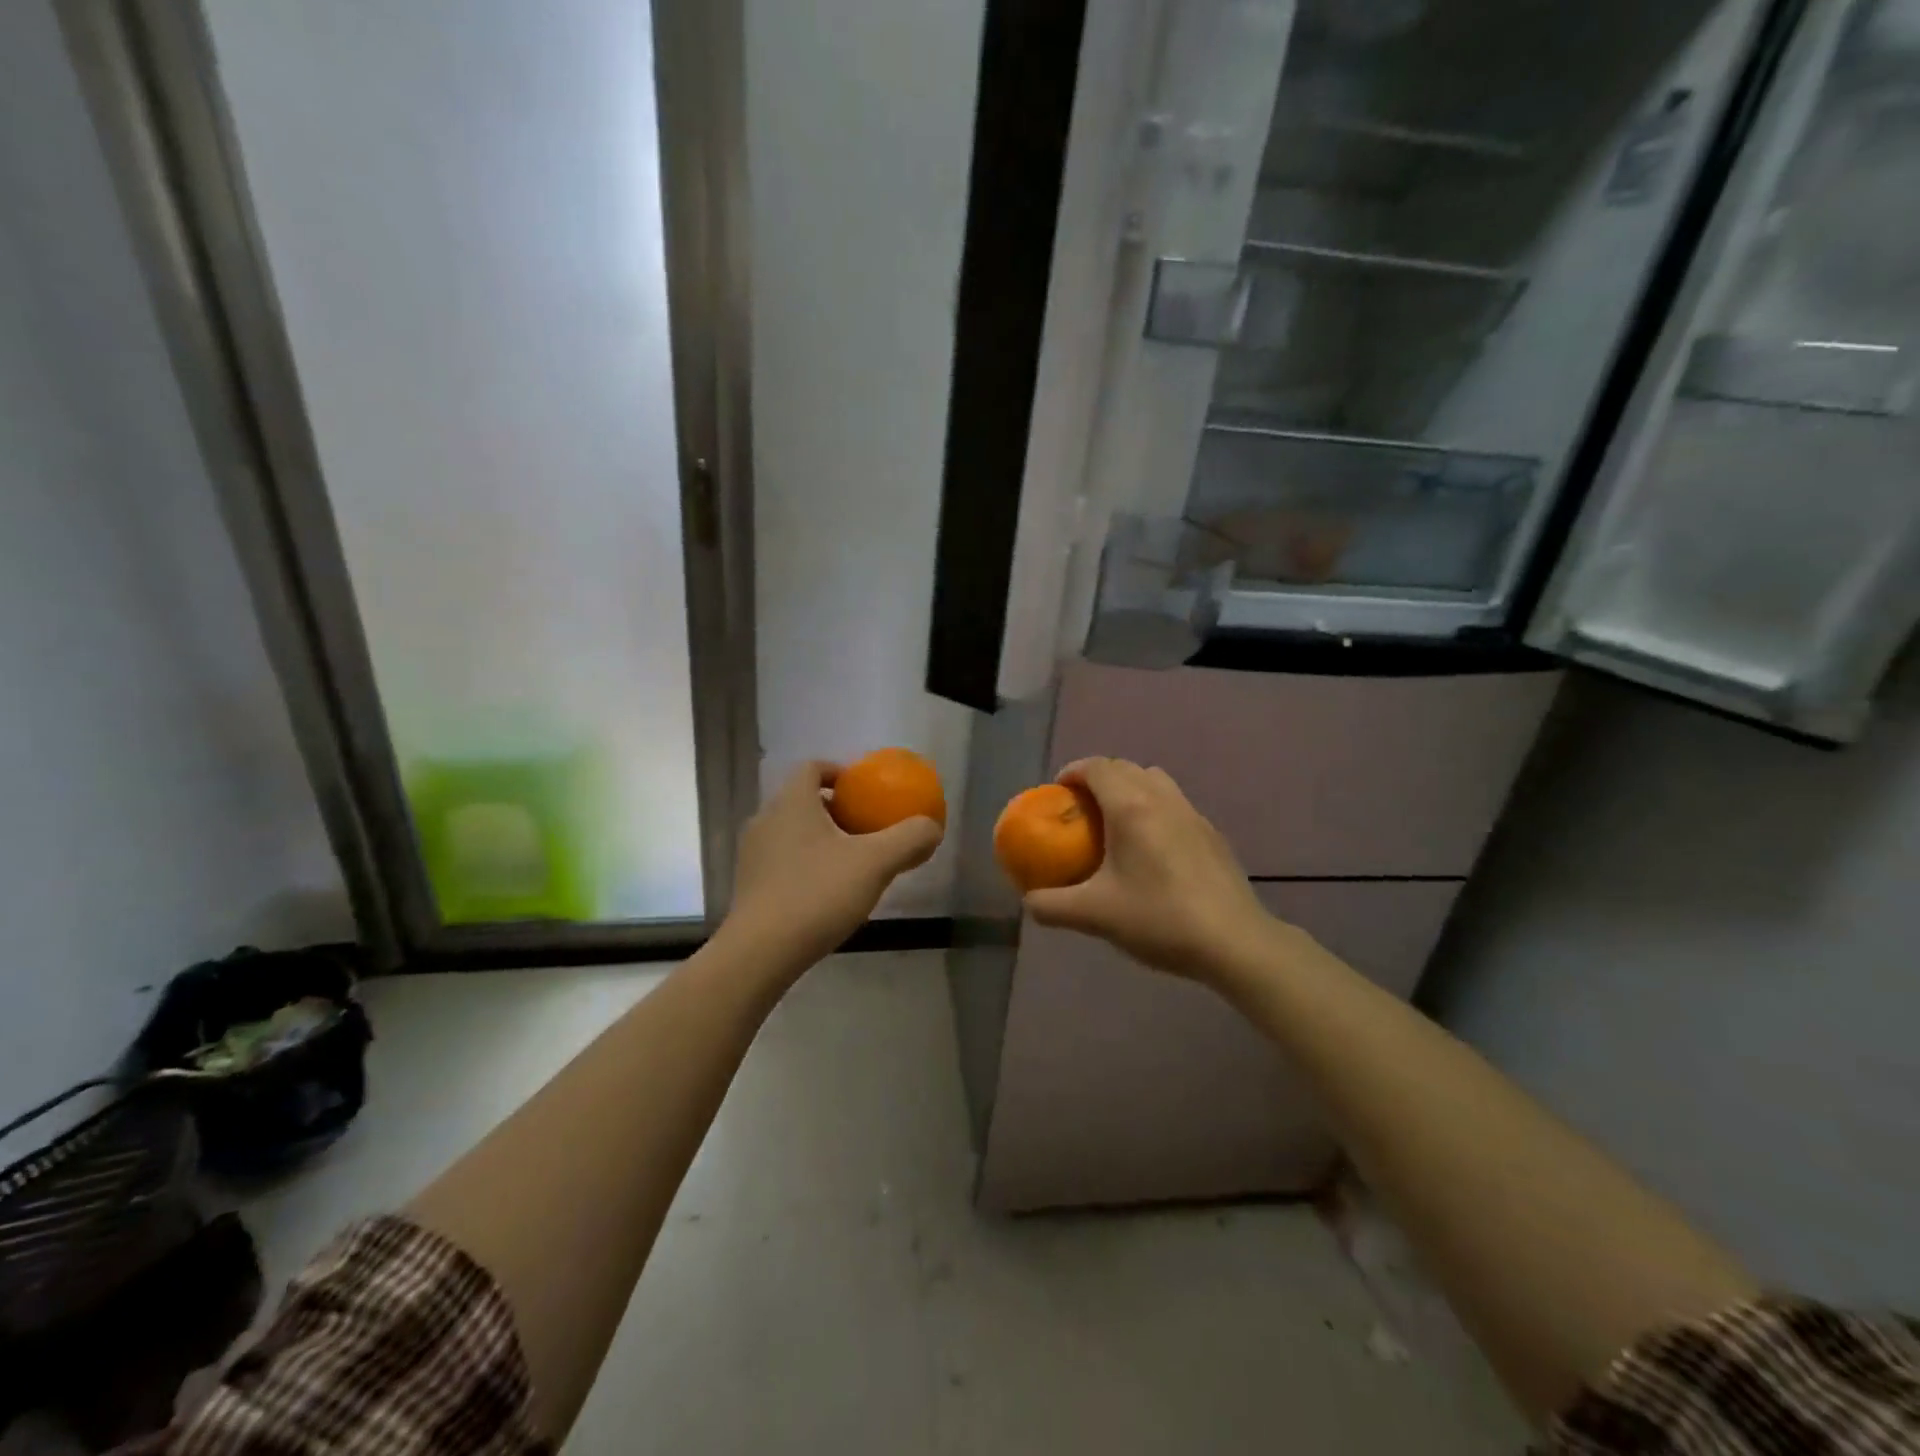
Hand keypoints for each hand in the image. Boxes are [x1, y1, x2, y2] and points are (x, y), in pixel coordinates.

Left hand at [725, 761, 943, 970]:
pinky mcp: (748, 885)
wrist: (761, 952)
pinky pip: (782, 860)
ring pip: (792, 832)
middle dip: (836, 809)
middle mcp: (765, 820)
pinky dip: (806, 863)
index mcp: (792, 803)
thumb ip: (909, 838)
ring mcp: (752, 854)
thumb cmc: (818, 894)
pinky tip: (828, 891)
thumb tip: (931, 827)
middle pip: (803, 800)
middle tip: (866, 828)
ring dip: (821, 838)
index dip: (839, 772)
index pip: (812, 768)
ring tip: (852, 861)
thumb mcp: (876, 863)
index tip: (864, 790)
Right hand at [1024, 758, 1283, 987]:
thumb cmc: (1159, 918)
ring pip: (1155, 781)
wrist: (1234, 941)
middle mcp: (1162, 798)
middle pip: (1125, 767)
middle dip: (1098, 778)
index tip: (1058, 792)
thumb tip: (1029, 901)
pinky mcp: (1211, 834)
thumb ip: (1052, 906)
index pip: (1096, 767)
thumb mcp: (1094, 916)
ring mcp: (1192, 814)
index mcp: (1131, 806)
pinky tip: (1151, 851)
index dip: (1072, 772)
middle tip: (1081, 809)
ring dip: (1129, 789)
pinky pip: (1174, 804)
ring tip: (1115, 823)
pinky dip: (1154, 809)